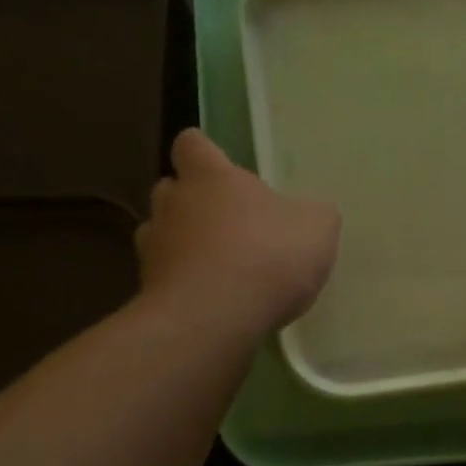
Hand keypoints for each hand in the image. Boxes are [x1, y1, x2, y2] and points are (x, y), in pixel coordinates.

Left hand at [136, 128, 340, 338]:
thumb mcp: (316, 229)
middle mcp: (173, 204)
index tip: (220, 168)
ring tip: (212, 268)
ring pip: (159, 235)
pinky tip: (208, 304)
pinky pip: (163, 280)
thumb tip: (308, 214)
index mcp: (210, 177)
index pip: (191, 145)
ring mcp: (153, 249)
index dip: (204, 153)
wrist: (213, 320)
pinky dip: (181, 286)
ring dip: (181, 246)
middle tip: (223, 224)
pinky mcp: (148, 291)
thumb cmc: (267, 257)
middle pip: (170, 189)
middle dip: (190, 202)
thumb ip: (312, 215)